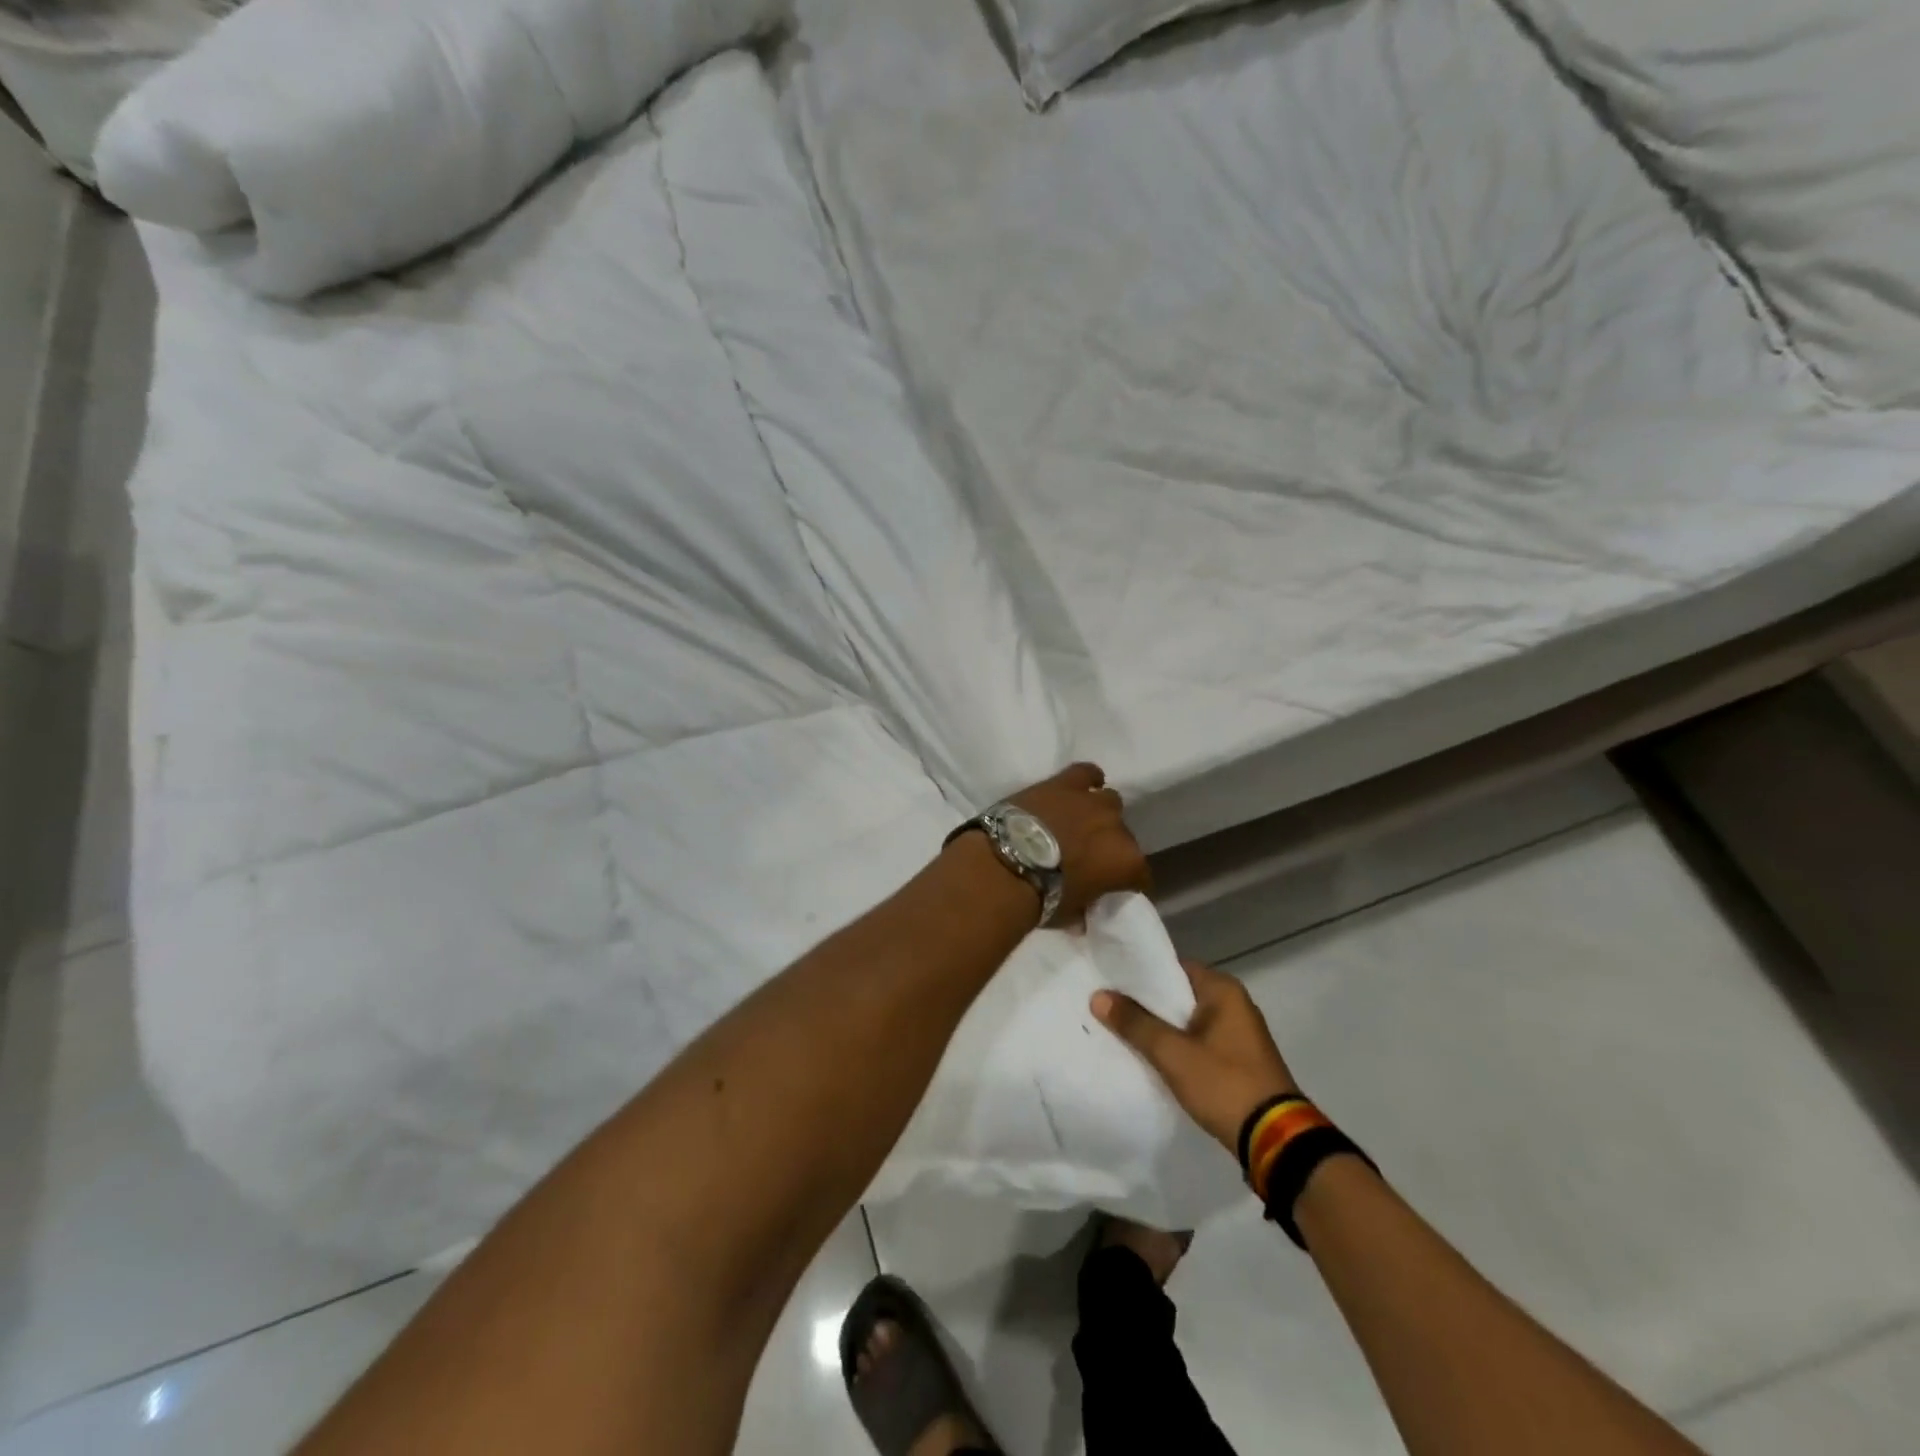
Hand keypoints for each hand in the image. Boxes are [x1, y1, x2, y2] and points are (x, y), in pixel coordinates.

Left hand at [1006, 762, 1150, 926]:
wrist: (1007, 865)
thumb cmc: (1041, 898)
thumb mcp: (1069, 914)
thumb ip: (1082, 910)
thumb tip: (1081, 918)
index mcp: (1127, 862)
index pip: (1139, 875)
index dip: (1127, 882)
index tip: (1114, 888)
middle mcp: (1118, 827)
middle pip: (1122, 834)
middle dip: (1109, 844)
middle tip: (1088, 855)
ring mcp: (1091, 801)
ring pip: (1108, 800)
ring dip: (1098, 813)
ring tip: (1080, 822)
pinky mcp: (1065, 782)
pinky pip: (1086, 772)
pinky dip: (1087, 778)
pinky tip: (1081, 786)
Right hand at [1092, 958, 1298, 1152]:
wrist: (1276, 1141)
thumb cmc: (1224, 1084)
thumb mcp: (1173, 1054)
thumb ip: (1135, 1023)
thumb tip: (1098, 996)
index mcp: (1223, 990)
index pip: (1173, 967)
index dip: (1140, 973)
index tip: (1109, 980)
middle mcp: (1235, 1004)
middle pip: (1179, 994)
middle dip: (1146, 1002)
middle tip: (1108, 1005)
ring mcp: (1239, 1034)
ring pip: (1188, 1020)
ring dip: (1160, 1027)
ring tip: (1122, 1030)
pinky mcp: (1239, 1060)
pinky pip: (1198, 1042)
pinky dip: (1177, 1046)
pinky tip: (1151, 1056)